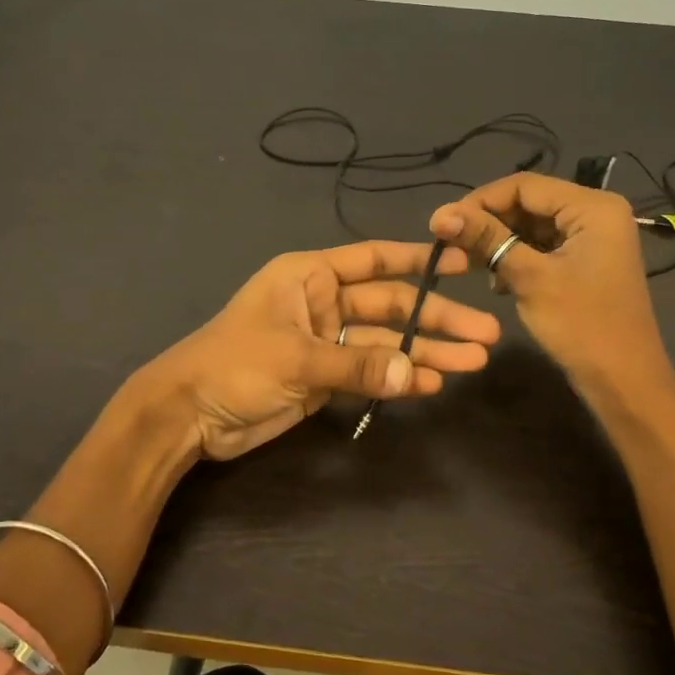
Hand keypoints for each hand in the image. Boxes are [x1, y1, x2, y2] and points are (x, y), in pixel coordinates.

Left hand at [131, 241, 500, 460]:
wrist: (189, 414)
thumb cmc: (234, 364)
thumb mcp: (296, 358)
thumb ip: (358, 366)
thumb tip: (417, 374)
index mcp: (310, 275)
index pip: (374, 260)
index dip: (419, 261)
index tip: (462, 264)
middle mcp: (323, 302)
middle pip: (390, 307)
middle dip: (436, 320)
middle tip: (485, 335)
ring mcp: (327, 341)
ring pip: (386, 343)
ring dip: (426, 353)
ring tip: (473, 363)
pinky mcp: (326, 377)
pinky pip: (371, 373)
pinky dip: (398, 379)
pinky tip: (431, 384)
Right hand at [430, 174, 667, 392]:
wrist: (624, 383)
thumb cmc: (582, 326)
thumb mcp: (530, 278)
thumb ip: (487, 239)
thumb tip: (440, 212)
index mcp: (593, 207)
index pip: (524, 185)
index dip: (479, 201)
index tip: (441, 224)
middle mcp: (595, 213)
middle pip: (528, 203)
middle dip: (489, 222)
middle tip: (449, 244)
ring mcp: (592, 239)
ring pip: (532, 226)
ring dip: (500, 242)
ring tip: (469, 264)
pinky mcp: (584, 262)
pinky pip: (543, 247)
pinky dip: (516, 258)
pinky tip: (497, 280)